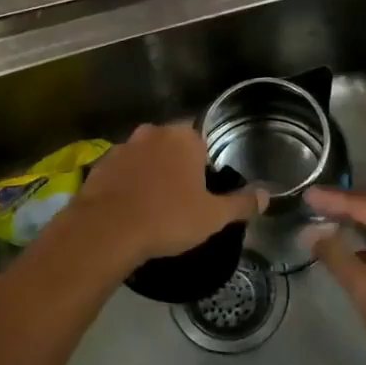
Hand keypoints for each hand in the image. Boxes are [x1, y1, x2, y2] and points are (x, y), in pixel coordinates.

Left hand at [64, 123, 264, 264]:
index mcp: (183, 138)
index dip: (204, 167)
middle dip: (177, 167)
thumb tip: (266, 195)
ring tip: (153, 206)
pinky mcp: (99, 165)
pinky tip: (129, 208)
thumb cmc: (168, 218)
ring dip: (150, 173)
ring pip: (145, 157)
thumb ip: (241, 204)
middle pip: (171, 147)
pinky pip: (121, 172)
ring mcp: (123, 147)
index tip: (203, 190)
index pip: (201, 143)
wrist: (106, 230)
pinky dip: (127, 184)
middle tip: (181, 199)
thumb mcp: (213, 217)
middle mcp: (152, 133)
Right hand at [304, 187, 365, 364]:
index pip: (364, 204)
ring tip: (328, 219)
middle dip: (346, 206)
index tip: (306, 195)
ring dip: (361, 221)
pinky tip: (355, 244)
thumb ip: (336, 256)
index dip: (332, 199)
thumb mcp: (365, 290)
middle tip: (314, 203)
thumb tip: (311, 233)